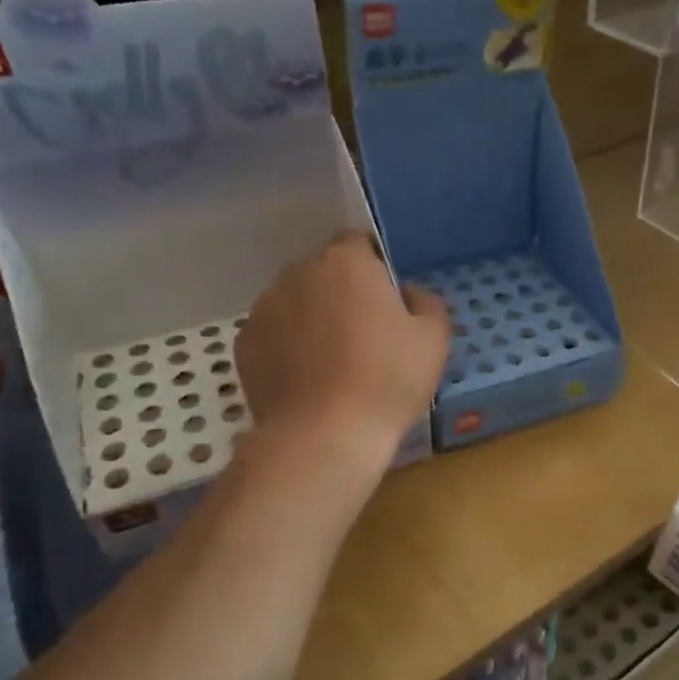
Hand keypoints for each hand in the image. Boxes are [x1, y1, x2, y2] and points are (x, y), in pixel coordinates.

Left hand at [237, 232, 448, 464]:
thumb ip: (426, 302)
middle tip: (365, 334)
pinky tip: (308, 380)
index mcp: (346, 262)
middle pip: (324, 272)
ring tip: (333, 362)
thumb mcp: (434, 340)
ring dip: (313, 318)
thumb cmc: (387, 380)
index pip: (359, 244)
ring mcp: (264, 308)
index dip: (376, 269)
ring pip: (296, 302)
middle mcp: (298, 272)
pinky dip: (288, 347)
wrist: (324, 435)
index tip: (388, 302)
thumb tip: (408, 293)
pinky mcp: (244, 344)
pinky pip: (274, 334)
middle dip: (342, 293)